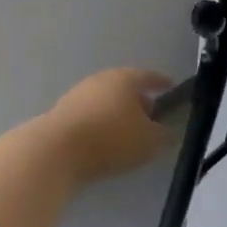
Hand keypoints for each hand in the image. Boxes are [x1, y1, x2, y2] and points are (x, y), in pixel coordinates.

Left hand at [43, 67, 176, 183]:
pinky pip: (90, 118)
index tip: (170, 85)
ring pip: (105, 102)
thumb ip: (163, 135)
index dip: (160, 81)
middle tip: (151, 115)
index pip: (147, 76)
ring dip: (117, 114)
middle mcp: (98, 81)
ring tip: (129, 132)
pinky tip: (105, 142)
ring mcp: (76, 96)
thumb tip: (168, 132)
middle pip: (123, 88)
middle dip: (138, 101)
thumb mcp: (149, 141)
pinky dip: (101, 126)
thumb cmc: (111, 138)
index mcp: (123, 79)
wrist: (57, 150)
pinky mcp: (62, 116)